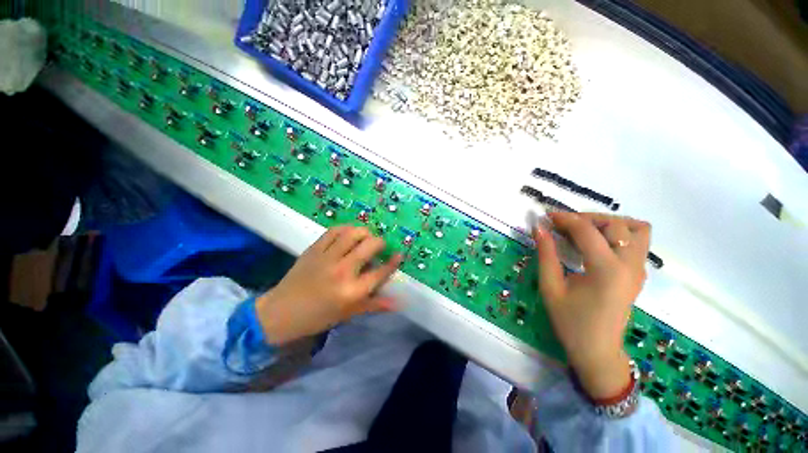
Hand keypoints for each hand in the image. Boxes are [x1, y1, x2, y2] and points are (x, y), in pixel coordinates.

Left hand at [256, 226, 402, 345]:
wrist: (281, 312)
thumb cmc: (318, 316)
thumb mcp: (349, 313)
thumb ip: (375, 304)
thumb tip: (399, 302)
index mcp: (352, 291)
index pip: (381, 272)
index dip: (394, 261)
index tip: (400, 254)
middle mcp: (343, 271)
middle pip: (370, 246)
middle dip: (380, 243)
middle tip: (379, 247)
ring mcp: (327, 257)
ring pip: (353, 233)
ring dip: (364, 232)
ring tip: (365, 238)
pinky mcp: (314, 249)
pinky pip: (334, 231)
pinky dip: (345, 229)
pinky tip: (348, 234)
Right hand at [533, 212, 650, 399]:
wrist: (597, 350)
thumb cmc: (570, 322)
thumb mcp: (551, 288)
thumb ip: (546, 255)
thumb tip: (539, 229)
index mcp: (606, 270)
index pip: (587, 231)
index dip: (565, 219)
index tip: (546, 217)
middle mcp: (630, 265)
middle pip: (616, 224)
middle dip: (586, 218)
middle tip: (563, 227)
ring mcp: (639, 270)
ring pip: (636, 229)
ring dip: (609, 224)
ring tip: (584, 232)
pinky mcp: (639, 274)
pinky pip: (638, 242)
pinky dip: (618, 234)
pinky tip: (596, 245)